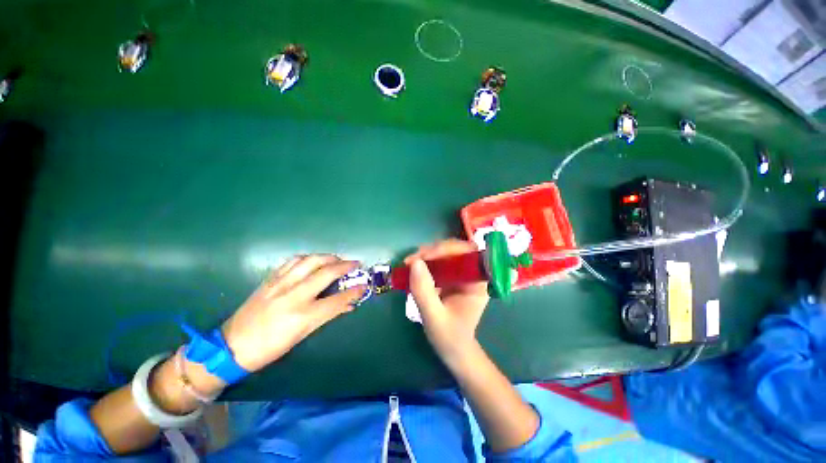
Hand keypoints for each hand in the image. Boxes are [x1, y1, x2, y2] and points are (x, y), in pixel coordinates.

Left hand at [222, 255, 366, 372]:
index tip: (364, 285)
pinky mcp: (270, 279)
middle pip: (326, 273)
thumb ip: (327, 316)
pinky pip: (292, 261)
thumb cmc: (270, 347)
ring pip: (310, 261)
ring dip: (328, 257)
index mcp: (302, 316)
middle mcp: (293, 296)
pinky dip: (308, 257)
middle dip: (345, 266)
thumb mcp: (302, 335)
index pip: (337, 300)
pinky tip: (313, 260)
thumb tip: (348, 305)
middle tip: (355, 264)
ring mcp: (280, 284)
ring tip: (337, 259)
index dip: (354, 292)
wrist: (232, 346)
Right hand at [405, 239, 489, 362]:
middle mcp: (472, 274)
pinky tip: (412, 267)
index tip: (427, 256)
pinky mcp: (451, 277)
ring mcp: (461, 275)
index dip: (449, 249)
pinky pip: (439, 262)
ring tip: (409, 263)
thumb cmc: (449, 338)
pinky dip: (425, 262)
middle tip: (411, 260)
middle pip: (456, 250)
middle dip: (433, 251)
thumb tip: (415, 262)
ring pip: (446, 253)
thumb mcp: (434, 317)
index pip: (469, 253)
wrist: (454, 350)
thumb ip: (424, 291)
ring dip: (427, 255)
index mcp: (478, 282)